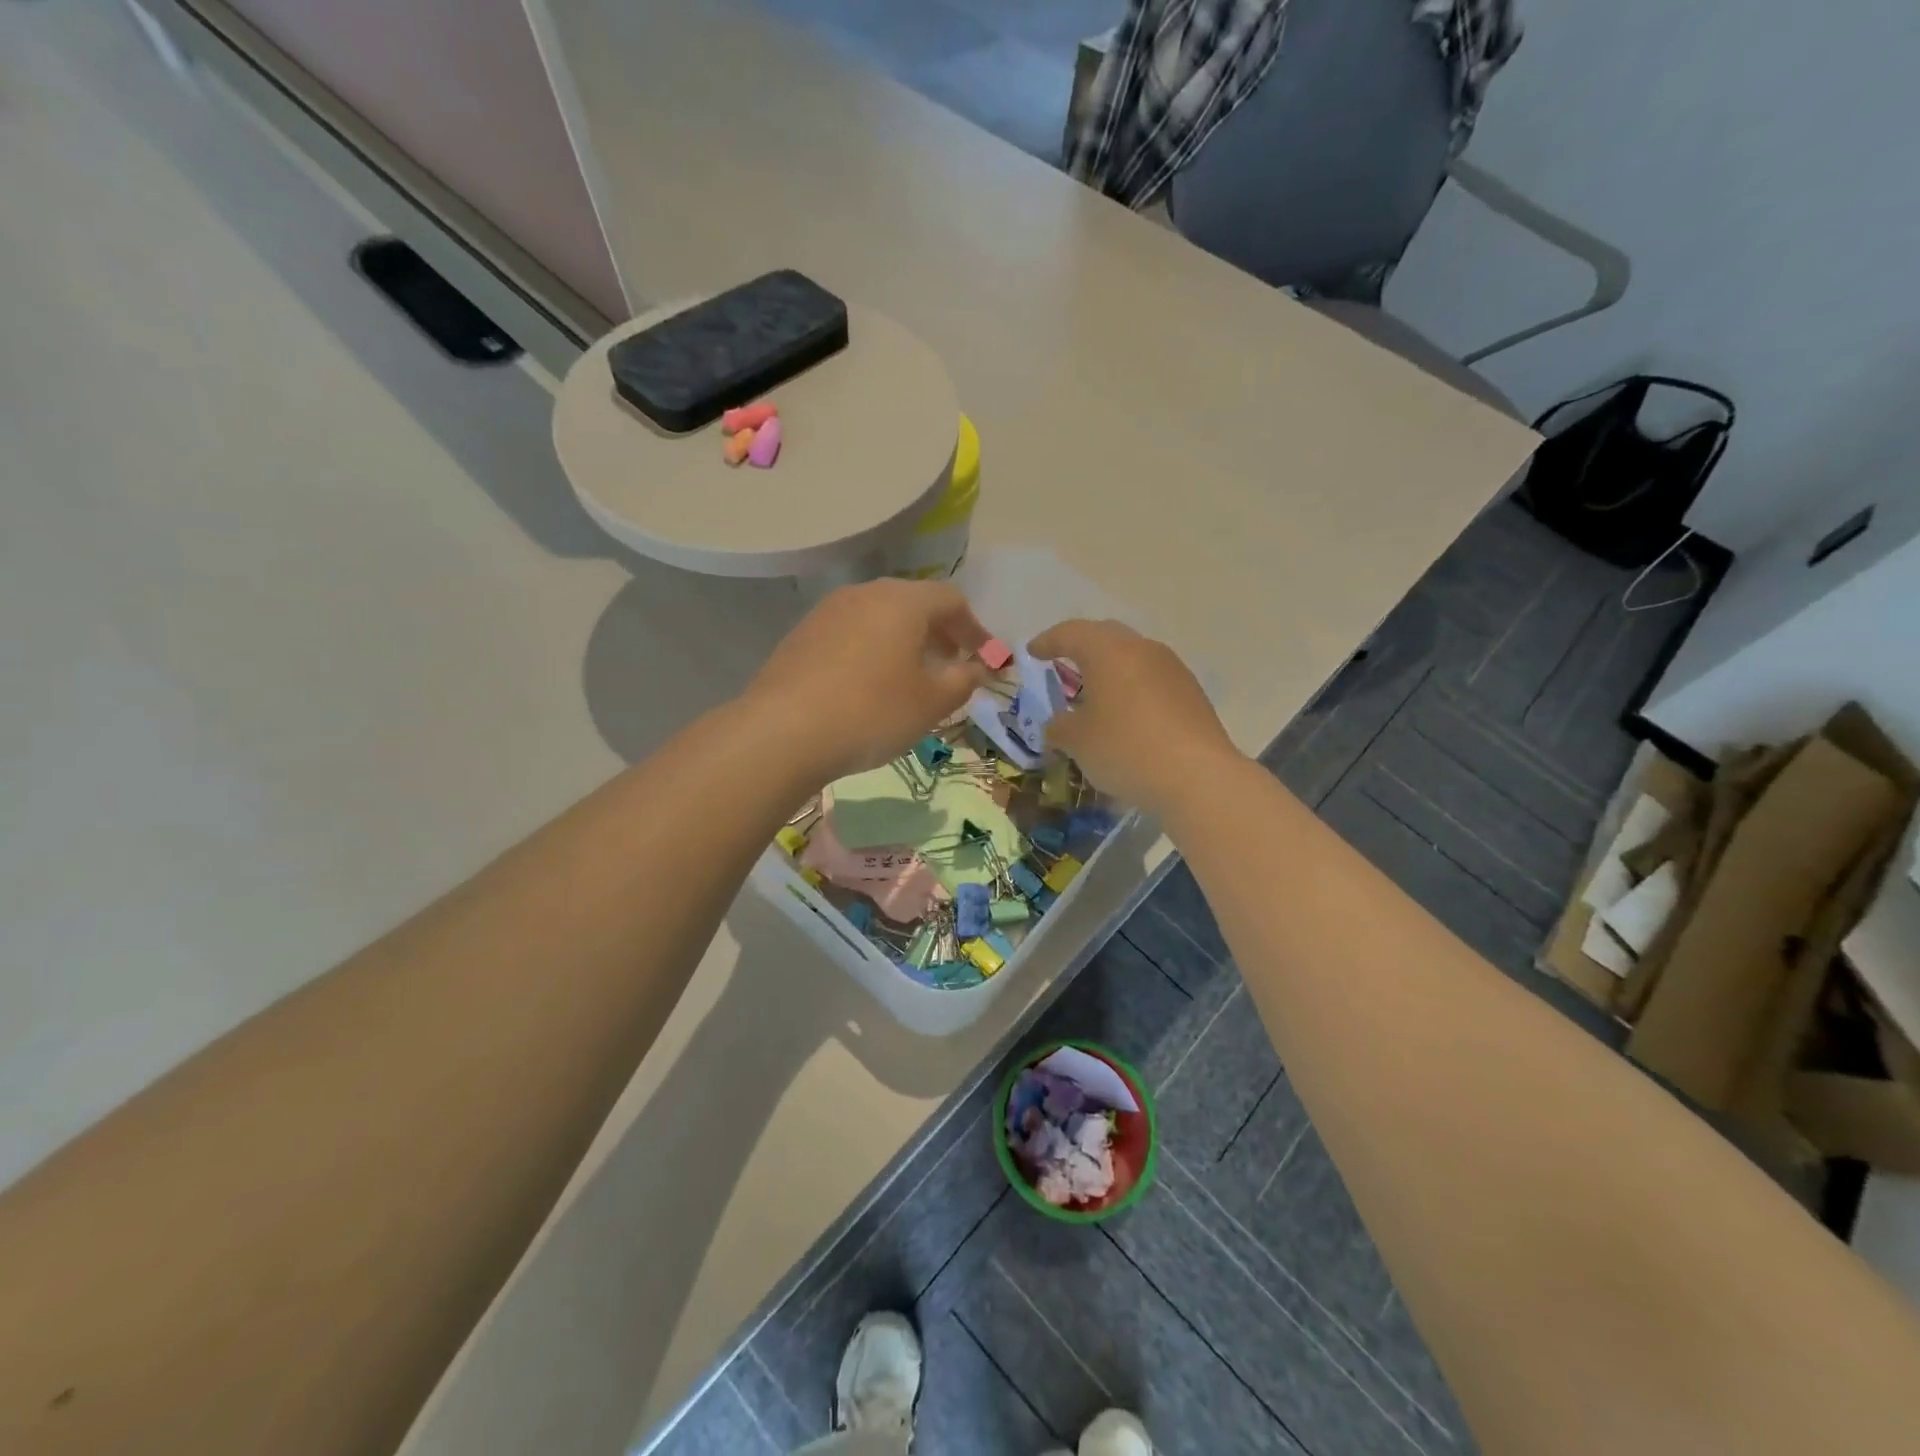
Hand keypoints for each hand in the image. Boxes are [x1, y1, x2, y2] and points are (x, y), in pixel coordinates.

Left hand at [743, 579, 991, 780]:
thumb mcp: (932, 702)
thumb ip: (963, 680)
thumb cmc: (873, 712)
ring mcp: (828, 611)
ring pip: (879, 616)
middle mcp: (865, 593)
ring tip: (911, 676)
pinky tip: (868, 683)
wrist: (783, 731)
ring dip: (904, 640)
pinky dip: (872, 649)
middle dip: (939, 632)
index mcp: (903, 601)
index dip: (975, 629)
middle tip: (951, 664)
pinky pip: (851, 632)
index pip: (951, 600)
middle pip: (913, 603)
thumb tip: (977, 668)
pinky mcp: (802, 634)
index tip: (985, 659)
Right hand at [1028, 619, 1240, 815]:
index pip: (1071, 633)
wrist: (1198, 776)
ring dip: (1111, 668)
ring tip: (1096, 690)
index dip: (1048, 642)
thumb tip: (1058, 725)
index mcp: (1108, 652)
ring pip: (1133, 657)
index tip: (1033, 652)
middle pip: (1106, 637)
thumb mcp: (1078, 742)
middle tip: (1063, 661)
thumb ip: (1059, 727)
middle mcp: (1143, 649)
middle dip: (1082, 646)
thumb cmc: (1126, 749)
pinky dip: (1133, 687)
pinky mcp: (1192, 693)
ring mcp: (1172, 669)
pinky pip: (1152, 679)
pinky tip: (1127, 713)